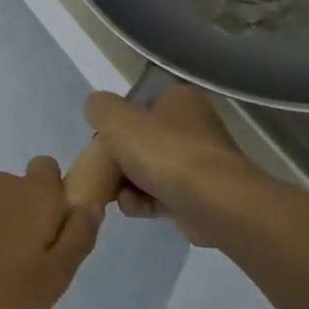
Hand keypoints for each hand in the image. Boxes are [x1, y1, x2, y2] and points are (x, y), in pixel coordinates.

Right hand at [82, 84, 263, 246]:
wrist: (214, 203)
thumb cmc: (165, 152)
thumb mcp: (118, 120)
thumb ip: (99, 108)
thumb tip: (95, 108)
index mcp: (180, 99)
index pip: (138, 107)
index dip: (116, 126)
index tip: (102, 146)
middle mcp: (194, 126)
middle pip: (142, 142)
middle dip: (120, 161)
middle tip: (105, 175)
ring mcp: (200, 163)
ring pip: (150, 171)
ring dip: (129, 185)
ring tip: (121, 197)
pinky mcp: (201, 195)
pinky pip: (163, 195)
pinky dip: (146, 202)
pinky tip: (135, 209)